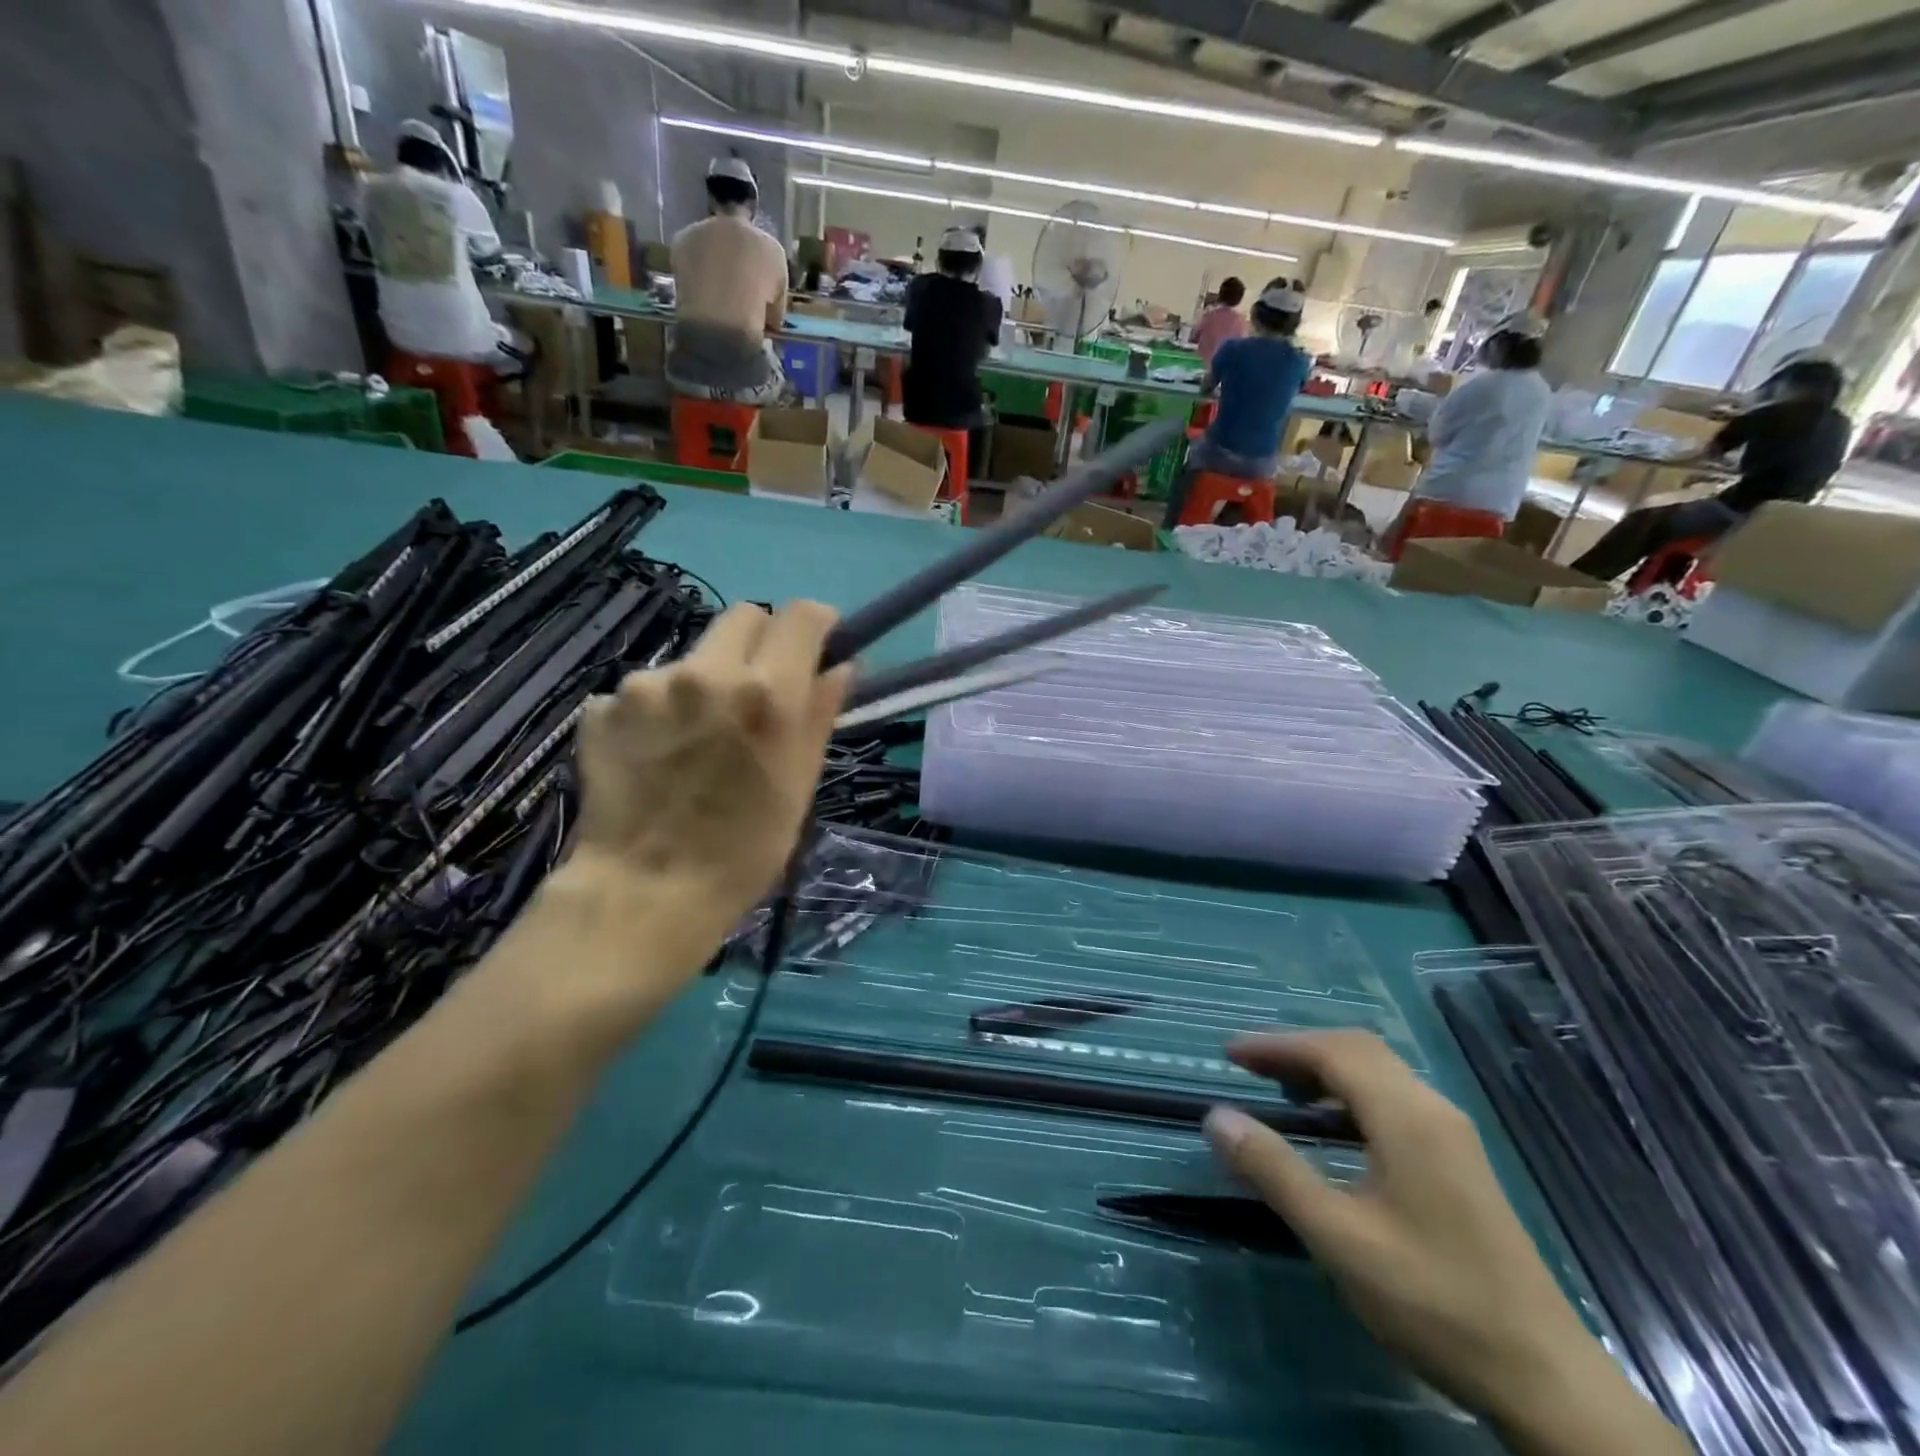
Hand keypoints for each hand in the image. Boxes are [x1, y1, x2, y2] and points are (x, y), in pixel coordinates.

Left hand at [565, 601, 850, 973]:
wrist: (645, 894)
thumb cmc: (744, 850)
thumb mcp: (799, 783)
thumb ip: (820, 712)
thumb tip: (841, 665)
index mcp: (767, 692)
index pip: (802, 614)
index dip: (816, 626)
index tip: (815, 650)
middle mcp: (706, 671)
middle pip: (745, 616)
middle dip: (762, 643)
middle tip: (758, 692)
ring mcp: (646, 685)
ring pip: (693, 656)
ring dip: (706, 681)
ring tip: (697, 741)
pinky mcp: (602, 706)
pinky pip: (646, 689)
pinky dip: (660, 711)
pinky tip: (657, 756)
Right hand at [1203, 1032, 1606, 1427]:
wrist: (1546, 1380)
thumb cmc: (1434, 1301)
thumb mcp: (1339, 1237)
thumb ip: (1275, 1171)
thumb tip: (1216, 1117)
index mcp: (1407, 1117)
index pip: (1332, 1051)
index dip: (1276, 1045)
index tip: (1229, 1055)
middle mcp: (1432, 1110)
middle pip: (1358, 1050)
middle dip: (1299, 1050)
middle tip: (1251, 1070)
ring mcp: (1452, 1135)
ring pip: (1379, 1072)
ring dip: (1326, 1069)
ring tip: (1283, 1093)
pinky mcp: (1459, 1161)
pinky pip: (1394, 1098)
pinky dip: (1351, 1093)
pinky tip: (1334, 1130)